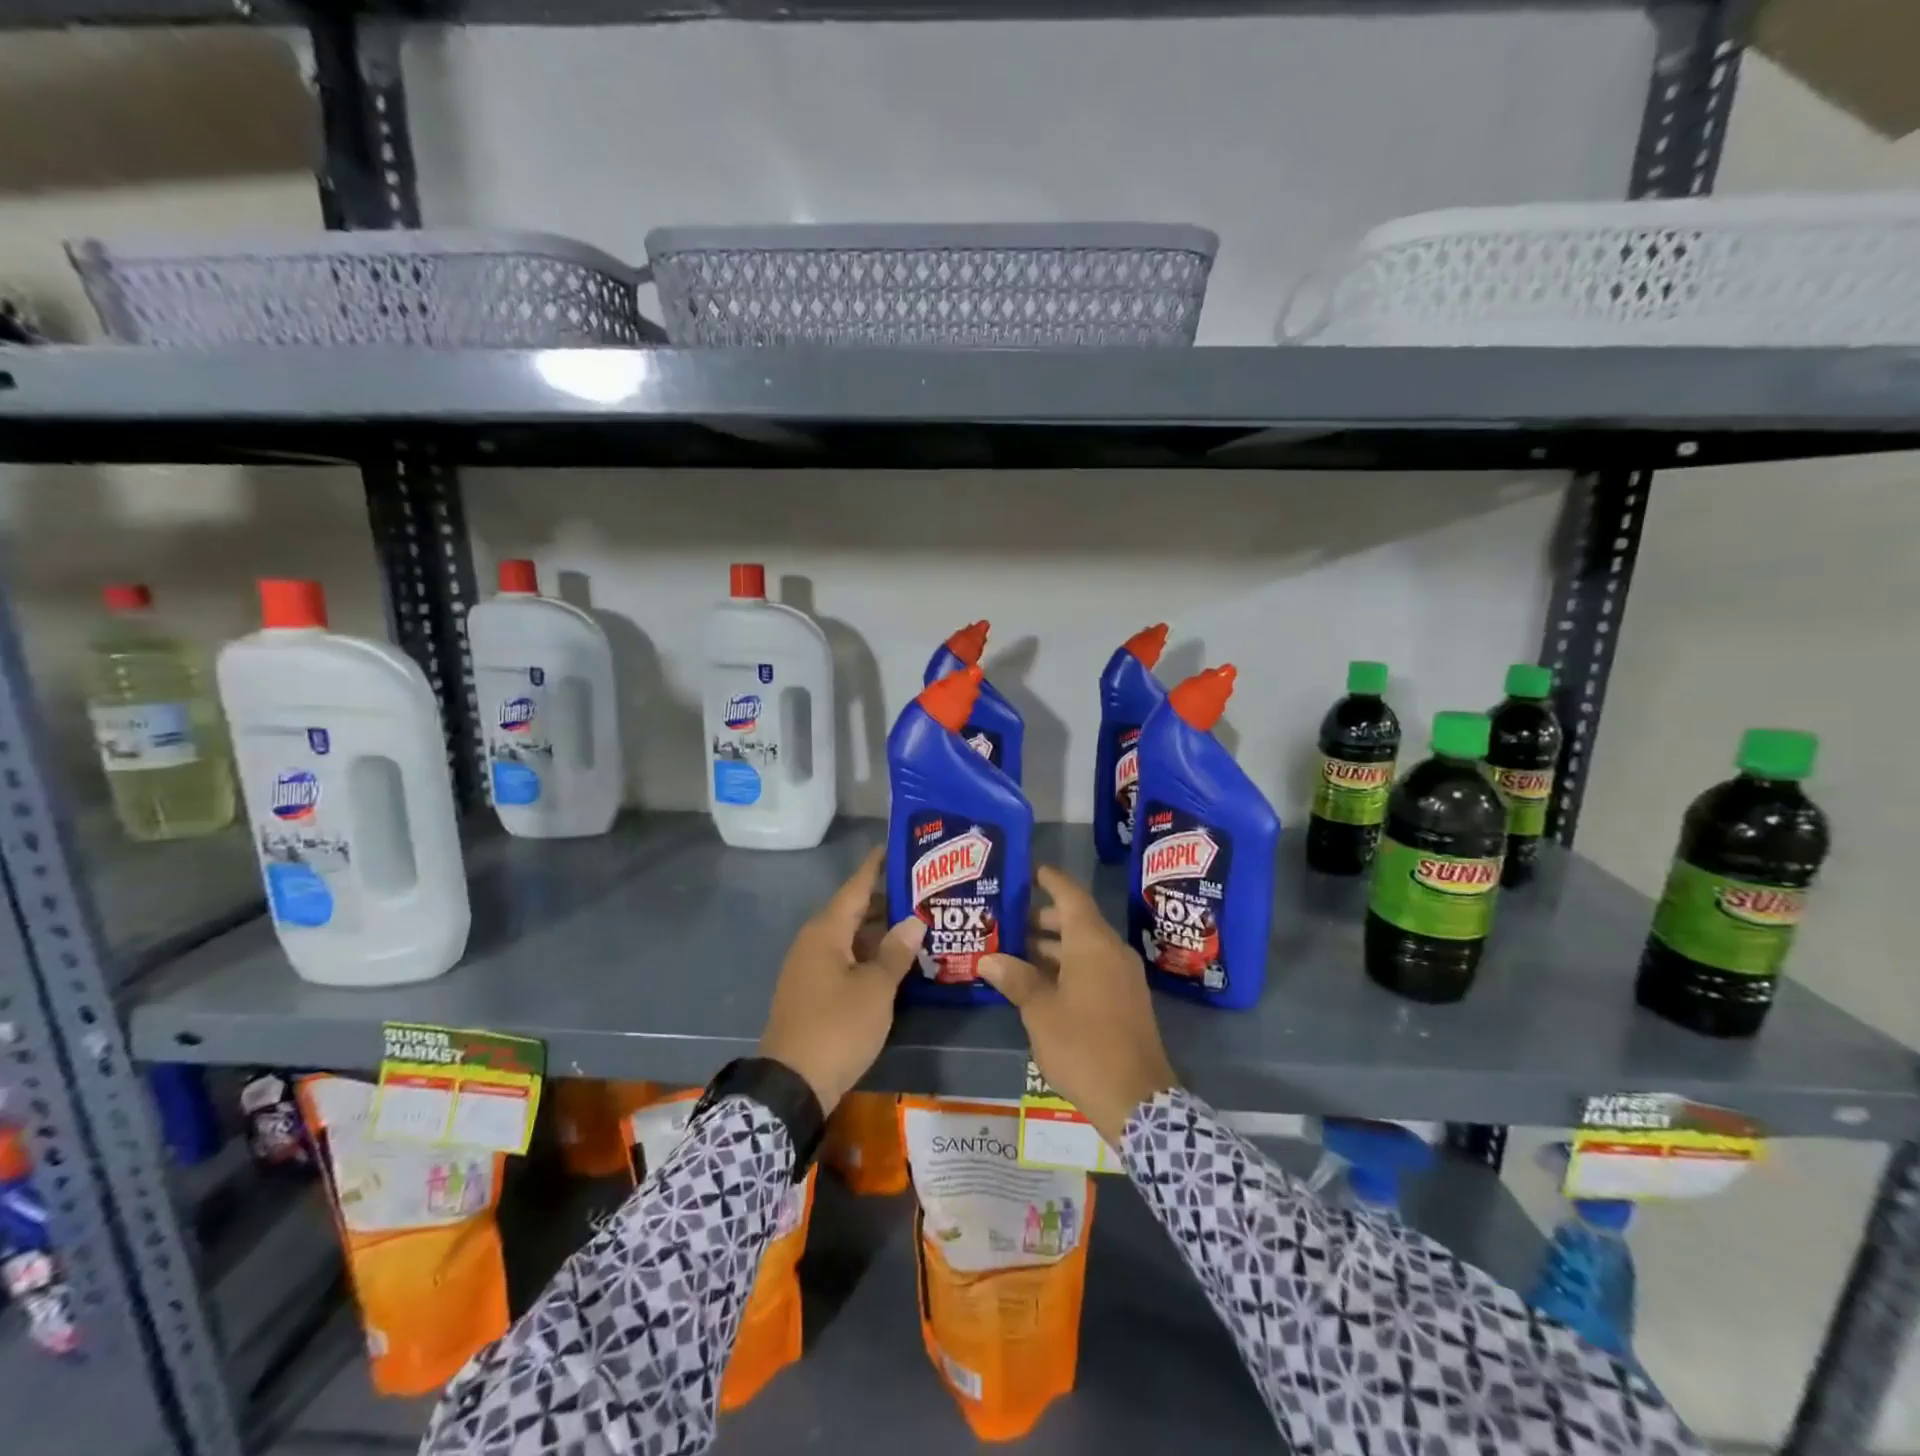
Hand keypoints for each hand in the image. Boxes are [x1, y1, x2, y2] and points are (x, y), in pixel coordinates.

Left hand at [759, 846, 925, 1115]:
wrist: (791, 1084)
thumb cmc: (837, 1026)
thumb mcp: (875, 989)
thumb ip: (896, 952)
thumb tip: (914, 920)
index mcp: (826, 931)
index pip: (856, 886)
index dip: (877, 866)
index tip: (897, 846)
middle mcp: (814, 941)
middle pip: (854, 911)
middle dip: (887, 901)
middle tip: (924, 890)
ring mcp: (810, 968)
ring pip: (851, 937)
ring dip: (880, 931)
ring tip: (918, 922)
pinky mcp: (812, 992)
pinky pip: (845, 959)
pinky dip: (869, 954)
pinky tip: (895, 960)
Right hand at [979, 865, 1177, 1144]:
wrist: (1137, 1099)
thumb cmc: (1084, 1045)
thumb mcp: (1040, 1011)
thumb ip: (1016, 979)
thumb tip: (989, 958)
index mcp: (1093, 942)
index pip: (1070, 894)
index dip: (1049, 879)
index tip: (1027, 870)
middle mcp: (1111, 950)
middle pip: (1076, 920)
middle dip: (1042, 918)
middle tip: (1006, 919)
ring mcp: (1122, 976)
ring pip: (1084, 946)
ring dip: (1052, 946)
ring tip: (1014, 951)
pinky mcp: (1125, 999)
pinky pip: (1093, 967)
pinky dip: (1067, 966)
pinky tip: (1039, 982)